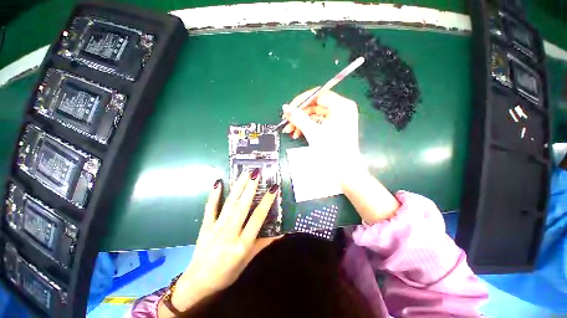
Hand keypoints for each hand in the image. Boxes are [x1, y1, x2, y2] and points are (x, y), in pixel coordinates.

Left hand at [159, 169, 278, 316]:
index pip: (258, 218)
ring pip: (229, 204)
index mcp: (243, 244)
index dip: (267, 202)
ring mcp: (215, 228)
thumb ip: (264, 244)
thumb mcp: (248, 260)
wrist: (198, 283)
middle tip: (256, 173)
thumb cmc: (227, 274)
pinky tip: (218, 183)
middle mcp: (230, 233)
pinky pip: (210, 208)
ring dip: (237, 187)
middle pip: (242, 206)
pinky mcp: (205, 227)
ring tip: (244, 173)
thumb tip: (281, 233)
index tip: (273, 188)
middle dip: (250, 188)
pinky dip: (214, 195)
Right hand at [283, 88, 398, 223]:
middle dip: (299, 115)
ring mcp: (338, 118)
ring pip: (315, 115)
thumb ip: (299, 118)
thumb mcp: (313, 132)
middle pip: (315, 105)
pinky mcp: (334, 127)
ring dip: (301, 122)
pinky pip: (318, 123)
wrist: (344, 170)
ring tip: (290, 131)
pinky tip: (297, 134)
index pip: (318, 94)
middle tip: (286, 122)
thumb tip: (285, 107)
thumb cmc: (331, 150)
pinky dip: (308, 127)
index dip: (301, 101)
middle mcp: (341, 109)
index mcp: (341, 105)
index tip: (289, 108)